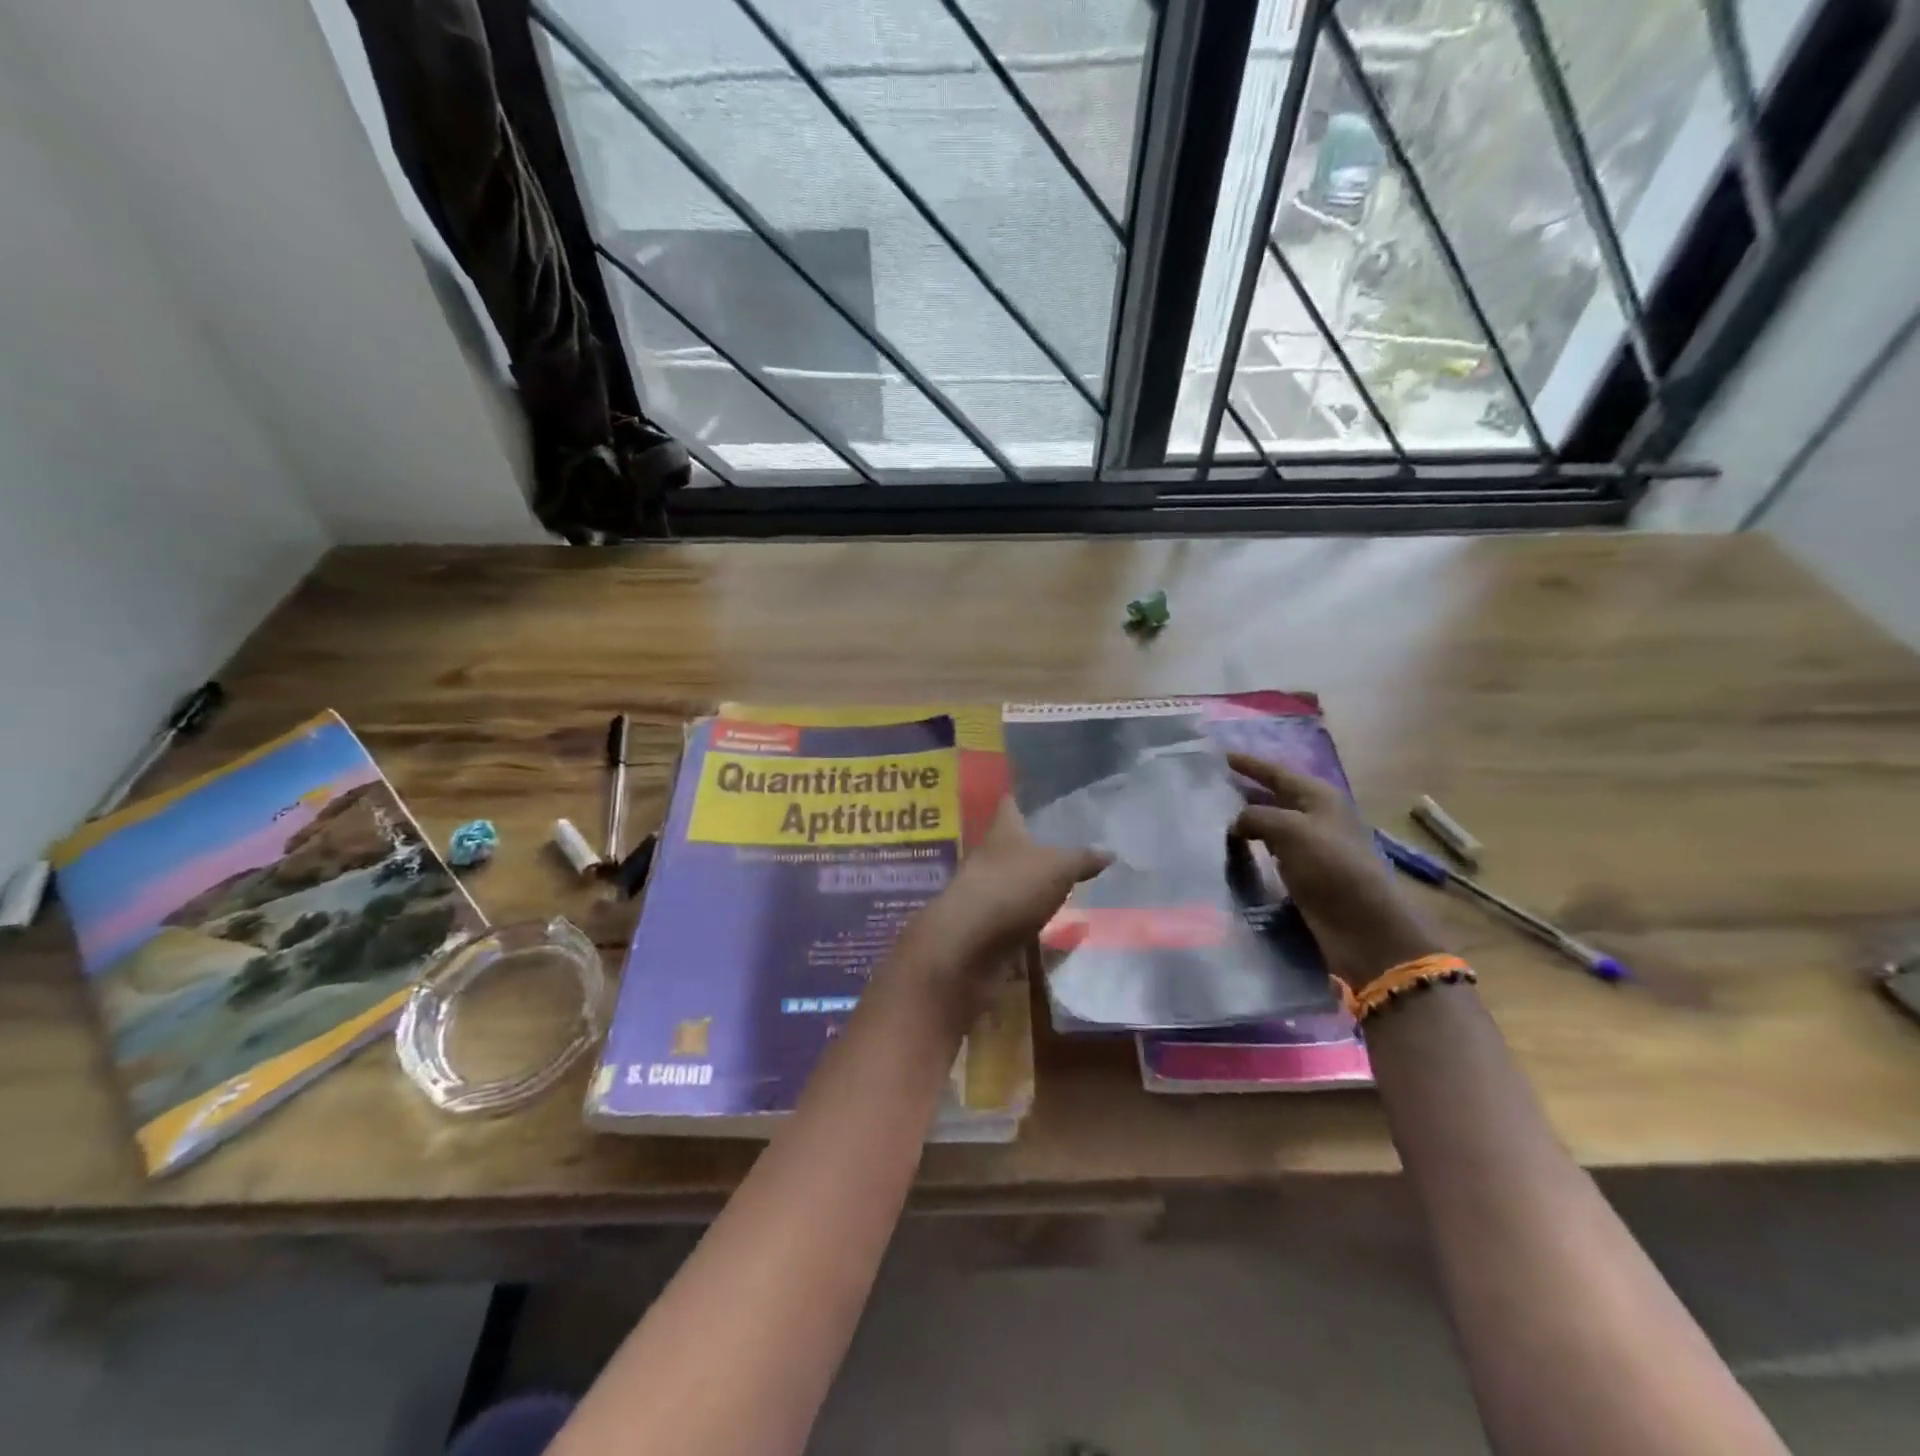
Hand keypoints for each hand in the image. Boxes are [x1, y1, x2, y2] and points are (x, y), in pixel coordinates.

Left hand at [895, 798, 1109, 1015]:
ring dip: (1035, 887)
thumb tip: (1109, 851)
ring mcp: (986, 894)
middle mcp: (989, 858)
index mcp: (1002, 832)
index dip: (1022, 799)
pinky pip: (1016, 920)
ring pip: (1014, 884)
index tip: (1038, 795)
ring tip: (1071, 888)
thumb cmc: (1010, 888)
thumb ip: (1083, 859)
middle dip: (1035, 847)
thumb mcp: (1057, 868)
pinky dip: (1034, 923)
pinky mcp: (988, 928)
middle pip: (1011, 846)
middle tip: (1071, 846)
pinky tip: (1059, 928)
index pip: (1009, 805)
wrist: (968, 946)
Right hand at [1227, 752, 1446, 990]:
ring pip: (1269, 826)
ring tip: (1209, 820)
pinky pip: (1270, 852)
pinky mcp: (1305, 874)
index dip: (1247, 764)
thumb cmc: (1331, 867)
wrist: (1363, 926)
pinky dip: (1251, 849)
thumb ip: (1255, 816)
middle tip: (1205, 789)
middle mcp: (1316, 816)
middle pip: (1272, 796)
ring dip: (1244, 822)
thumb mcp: (1290, 830)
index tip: (1218, 756)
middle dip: (1242, 792)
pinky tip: (1229, 853)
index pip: (1275, 772)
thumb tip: (1234, 822)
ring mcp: (1311, 847)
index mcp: (1319, 797)